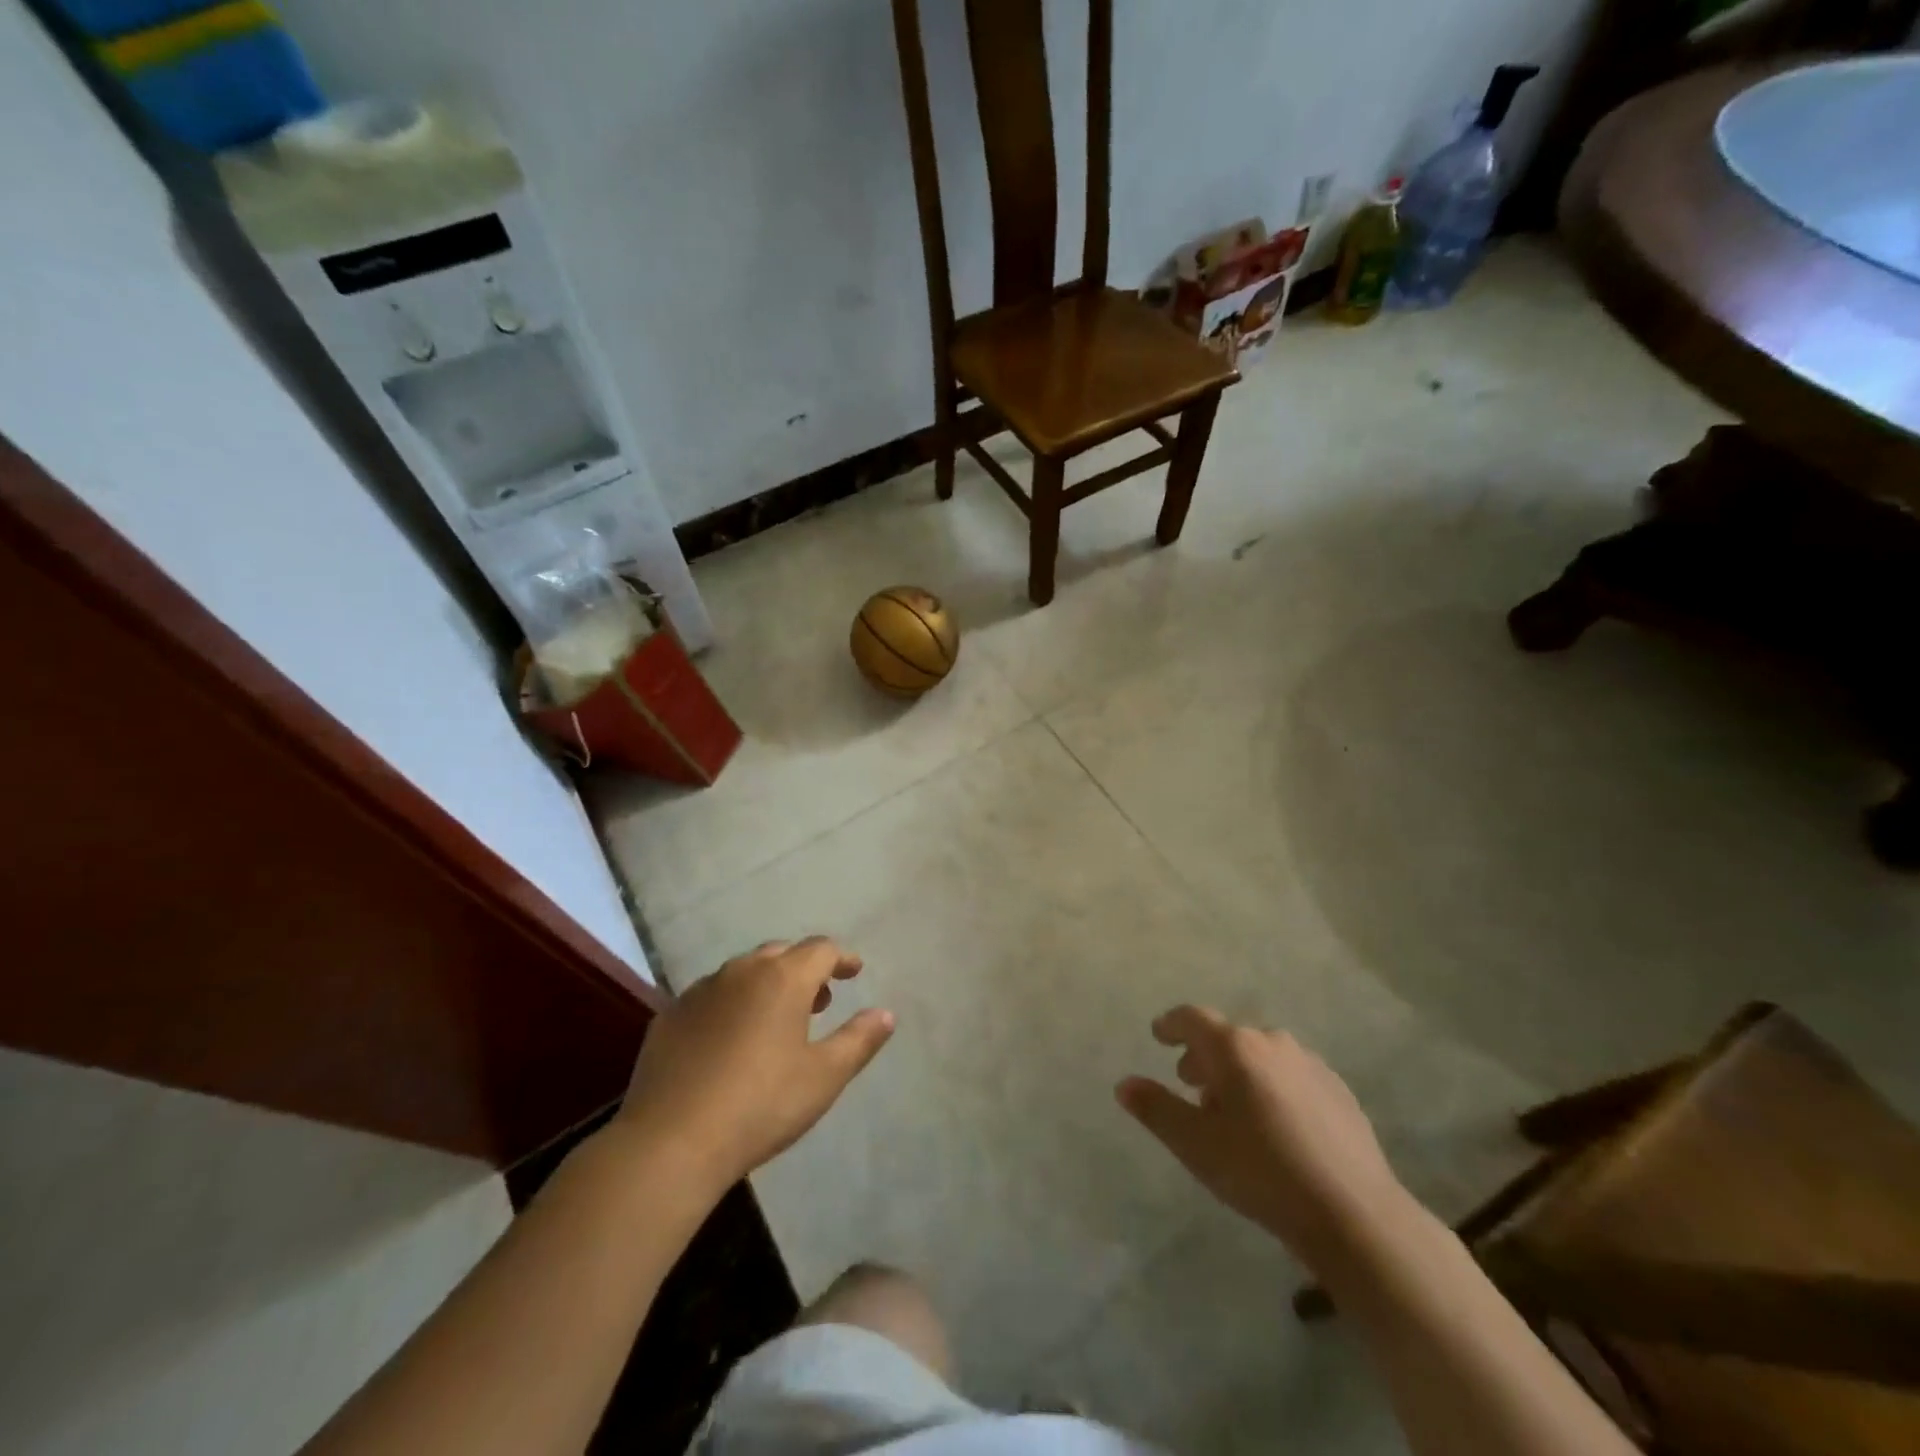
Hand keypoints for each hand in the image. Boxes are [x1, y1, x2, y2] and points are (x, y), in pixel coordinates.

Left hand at [617, 937, 893, 1193]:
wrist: (670, 1142)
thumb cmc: (761, 1105)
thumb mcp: (823, 1076)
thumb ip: (859, 1039)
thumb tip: (886, 1014)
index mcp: (783, 978)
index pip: (821, 949)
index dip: (842, 958)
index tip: (854, 972)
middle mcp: (741, 971)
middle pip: (781, 954)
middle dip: (805, 969)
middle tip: (820, 998)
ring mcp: (701, 991)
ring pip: (744, 972)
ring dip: (767, 984)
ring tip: (777, 1019)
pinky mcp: (670, 1015)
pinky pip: (712, 995)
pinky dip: (732, 1003)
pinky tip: (731, 1039)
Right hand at [1118, 1005, 1408, 1274]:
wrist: (1353, 1214)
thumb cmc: (1260, 1172)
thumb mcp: (1194, 1144)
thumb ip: (1156, 1108)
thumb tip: (1124, 1084)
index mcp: (1234, 1047)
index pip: (1192, 1019)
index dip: (1171, 1025)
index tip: (1159, 1035)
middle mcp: (1272, 1042)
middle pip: (1228, 1038)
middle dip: (1205, 1056)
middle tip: (1191, 1086)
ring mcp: (1310, 1064)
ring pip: (1261, 1056)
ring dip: (1240, 1073)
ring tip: (1233, 1112)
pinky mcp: (1338, 1090)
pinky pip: (1291, 1076)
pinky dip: (1272, 1087)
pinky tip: (1276, 1126)